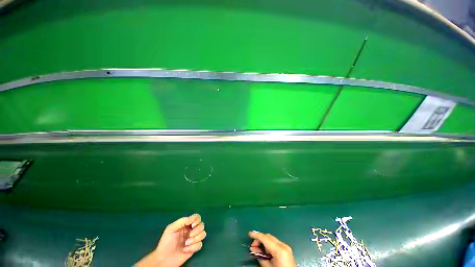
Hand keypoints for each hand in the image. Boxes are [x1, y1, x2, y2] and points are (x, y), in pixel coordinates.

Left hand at [136, 214, 205, 266]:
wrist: (164, 258)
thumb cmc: (166, 242)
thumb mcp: (171, 228)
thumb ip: (182, 221)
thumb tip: (193, 218)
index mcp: (186, 224)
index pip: (197, 217)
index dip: (197, 220)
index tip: (192, 225)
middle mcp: (191, 230)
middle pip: (202, 225)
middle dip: (197, 231)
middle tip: (189, 235)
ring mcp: (193, 239)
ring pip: (203, 234)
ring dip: (195, 239)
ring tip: (186, 243)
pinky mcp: (194, 248)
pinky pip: (200, 245)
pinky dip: (193, 247)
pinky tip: (185, 250)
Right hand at [248, 231, 295, 266]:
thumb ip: (261, 257)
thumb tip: (254, 249)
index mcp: (279, 250)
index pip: (265, 238)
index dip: (257, 235)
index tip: (249, 234)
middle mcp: (283, 245)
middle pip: (268, 237)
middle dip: (260, 239)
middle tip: (253, 246)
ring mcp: (286, 247)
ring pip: (272, 239)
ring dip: (264, 242)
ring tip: (258, 250)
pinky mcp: (287, 250)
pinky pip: (276, 243)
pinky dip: (269, 245)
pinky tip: (265, 251)